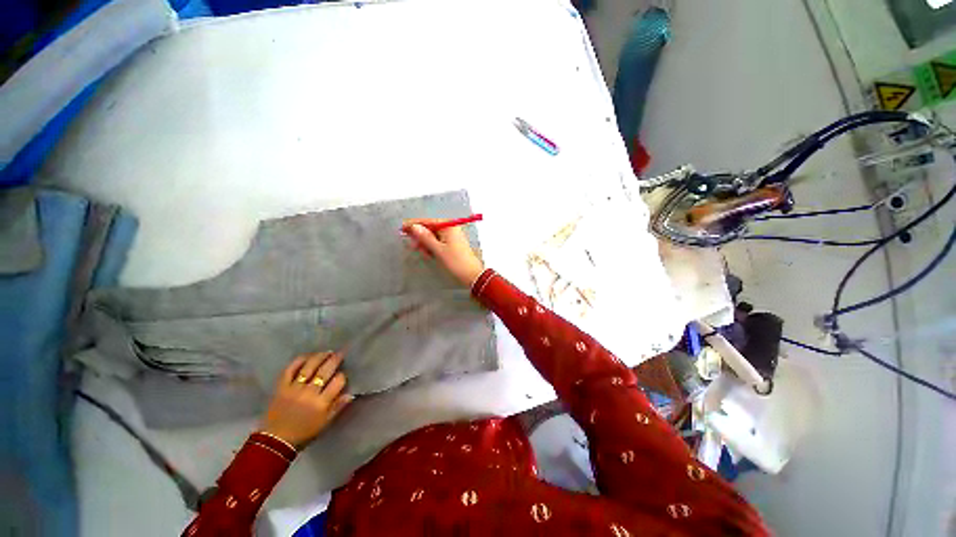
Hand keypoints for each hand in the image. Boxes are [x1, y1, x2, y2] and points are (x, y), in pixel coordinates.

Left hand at [261, 352, 352, 449]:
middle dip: (335, 360)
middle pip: (324, 371)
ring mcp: (294, 388)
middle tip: (340, 353)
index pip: (337, 382)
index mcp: (321, 403)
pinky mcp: (281, 387)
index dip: (342, 376)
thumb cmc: (304, 433)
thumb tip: (351, 394)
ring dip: (319, 357)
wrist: (274, 441)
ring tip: (326, 352)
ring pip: (309, 367)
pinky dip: (299, 361)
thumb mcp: (325, 424)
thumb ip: (338, 407)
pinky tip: (307, 356)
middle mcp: (309, 393)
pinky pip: (290, 370)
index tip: (343, 374)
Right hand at [402, 219, 484, 287]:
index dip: (414, 225)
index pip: (428, 221)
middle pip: (430, 228)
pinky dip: (433, 247)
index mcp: (449, 226)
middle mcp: (451, 228)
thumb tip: (413, 226)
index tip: (401, 228)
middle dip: (421, 237)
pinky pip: (439, 242)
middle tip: (415, 247)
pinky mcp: (453, 244)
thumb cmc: (455, 262)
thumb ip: (425, 237)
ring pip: (433, 236)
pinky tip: (431, 254)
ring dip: (426, 244)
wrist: (472, 275)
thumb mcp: (438, 250)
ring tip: (426, 254)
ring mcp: (453, 236)